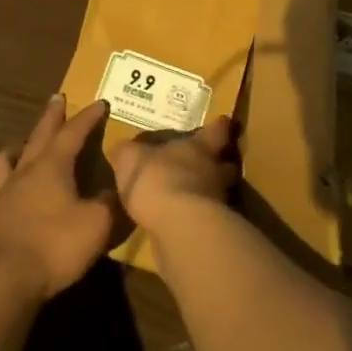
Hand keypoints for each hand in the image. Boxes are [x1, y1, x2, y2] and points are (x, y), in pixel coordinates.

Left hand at [0, 95, 115, 299]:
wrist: (9, 281)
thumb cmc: (57, 245)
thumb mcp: (97, 223)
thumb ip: (108, 203)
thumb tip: (113, 192)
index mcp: (52, 168)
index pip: (72, 133)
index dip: (87, 118)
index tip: (99, 103)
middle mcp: (24, 175)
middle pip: (38, 138)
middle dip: (51, 117)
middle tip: (56, 99)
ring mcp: (1, 199)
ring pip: (2, 165)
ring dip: (12, 153)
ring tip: (17, 149)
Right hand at [110, 116, 239, 231]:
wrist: (179, 225)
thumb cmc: (157, 179)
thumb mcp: (131, 159)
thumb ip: (129, 152)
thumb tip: (125, 149)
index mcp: (199, 147)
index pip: (217, 131)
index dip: (220, 126)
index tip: (224, 122)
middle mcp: (214, 170)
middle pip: (226, 163)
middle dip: (220, 163)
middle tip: (210, 163)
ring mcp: (218, 200)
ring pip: (220, 190)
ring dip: (210, 192)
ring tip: (194, 195)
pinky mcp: (213, 228)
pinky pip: (209, 217)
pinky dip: (199, 216)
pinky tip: (185, 221)